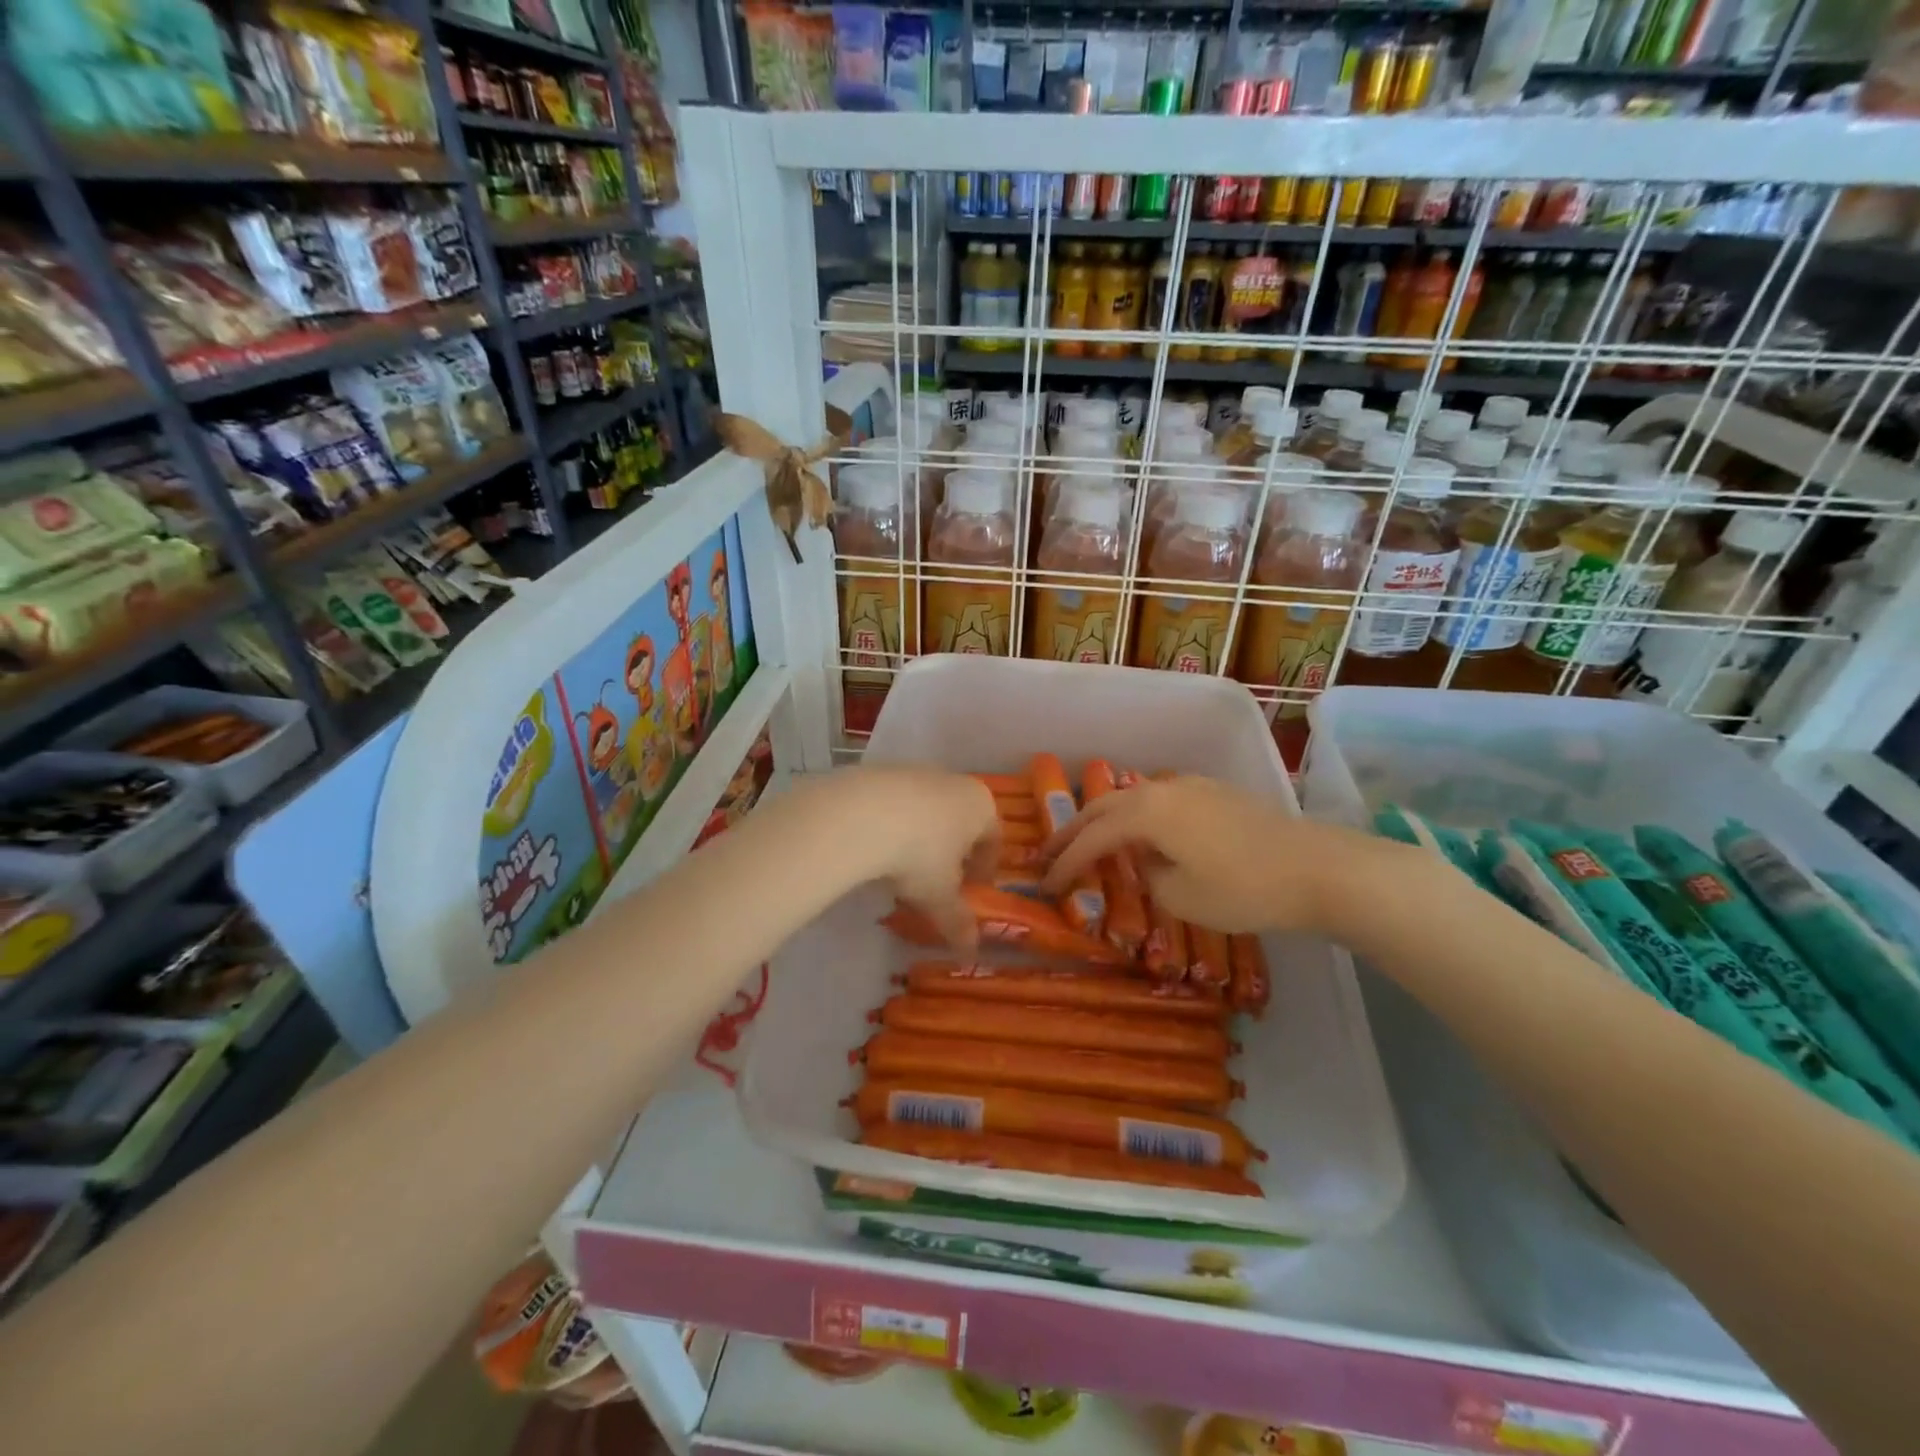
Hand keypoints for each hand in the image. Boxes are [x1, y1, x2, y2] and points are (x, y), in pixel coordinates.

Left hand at [830, 766, 998, 948]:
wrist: (860, 814)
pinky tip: (876, 845)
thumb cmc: (919, 854)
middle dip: (952, 850)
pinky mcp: (881, 770)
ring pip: (927, 808)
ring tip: (901, 866)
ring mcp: (916, 771)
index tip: (972, 889)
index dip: (985, 868)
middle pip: (961, 819)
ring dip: (921, 835)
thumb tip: (971, 950)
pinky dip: (892, 823)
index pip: (994, 838)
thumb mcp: (940, 895)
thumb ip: (957, 920)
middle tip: (938, 880)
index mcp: (981, 806)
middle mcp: (954, 781)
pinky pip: (895, 802)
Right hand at [1040, 774, 1357, 934]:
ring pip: (1132, 798)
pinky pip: (1159, 800)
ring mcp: (1191, 786)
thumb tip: (1144, 861)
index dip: (1065, 861)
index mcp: (1146, 813)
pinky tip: (1141, 833)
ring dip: (1105, 819)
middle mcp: (1162, 789)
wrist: (1317, 868)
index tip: (1044, 882)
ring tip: (1088, 840)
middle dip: (1073, 830)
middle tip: (1048, 852)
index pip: (1092, 837)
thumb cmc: (1243, 888)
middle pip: (1104, 806)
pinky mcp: (1215, 793)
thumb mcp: (1181, 896)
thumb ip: (1148, 876)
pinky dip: (1136, 816)